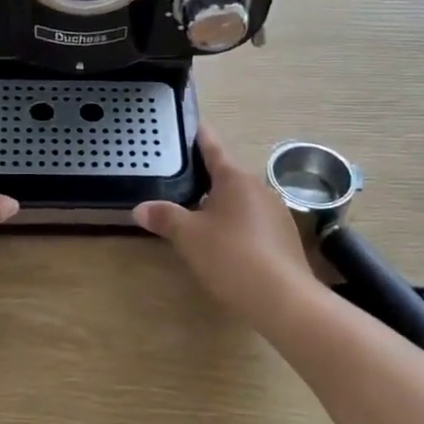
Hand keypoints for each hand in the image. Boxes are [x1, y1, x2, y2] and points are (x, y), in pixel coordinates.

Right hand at [135, 128, 320, 325]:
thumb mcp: (189, 236)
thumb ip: (165, 217)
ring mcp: (275, 213)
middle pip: (226, 175)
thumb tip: (139, 208)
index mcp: (235, 178)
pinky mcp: (284, 238)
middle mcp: (258, 188)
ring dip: (219, 204)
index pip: (213, 147)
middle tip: (176, 178)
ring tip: (194, 214)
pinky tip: (222, 243)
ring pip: (239, 200)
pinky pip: (252, 221)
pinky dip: (235, 224)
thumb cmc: (231, 256)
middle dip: (203, 177)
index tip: (189, 123)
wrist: (283, 300)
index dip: (198, 136)